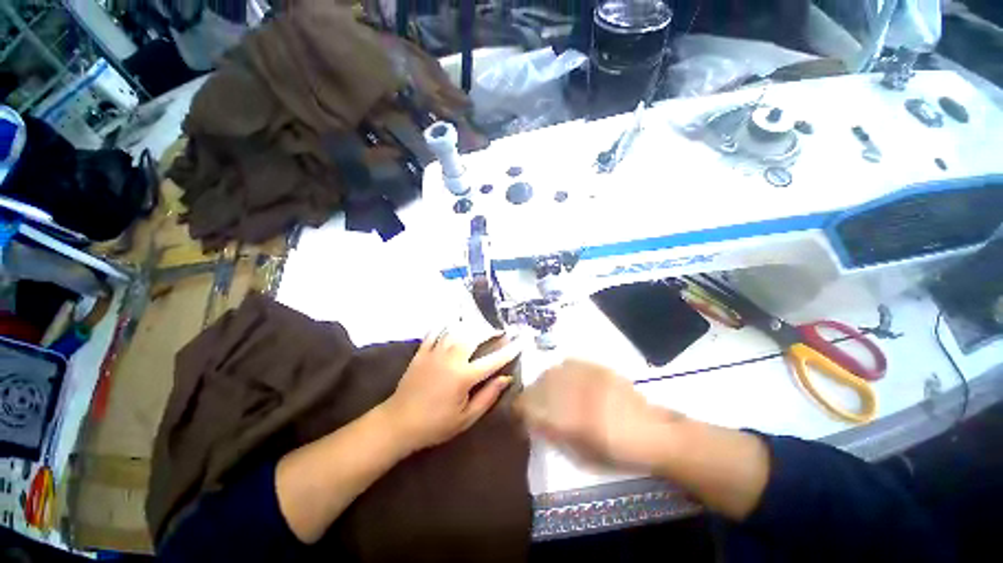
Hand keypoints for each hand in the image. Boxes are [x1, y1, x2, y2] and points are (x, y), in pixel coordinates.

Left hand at [380, 326, 521, 452]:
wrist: (398, 423)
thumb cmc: (435, 424)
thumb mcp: (466, 418)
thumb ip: (488, 396)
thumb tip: (506, 378)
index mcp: (464, 376)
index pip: (493, 360)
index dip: (509, 350)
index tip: (521, 341)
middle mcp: (451, 358)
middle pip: (475, 337)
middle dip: (490, 331)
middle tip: (499, 332)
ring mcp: (435, 352)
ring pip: (456, 330)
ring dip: (471, 325)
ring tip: (480, 325)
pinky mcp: (422, 352)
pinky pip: (435, 331)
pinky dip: (445, 324)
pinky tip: (452, 321)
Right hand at [516, 359, 684, 472]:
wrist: (653, 432)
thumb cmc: (619, 454)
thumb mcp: (582, 456)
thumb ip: (554, 436)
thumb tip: (532, 423)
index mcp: (571, 421)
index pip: (531, 408)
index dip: (518, 410)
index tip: (517, 416)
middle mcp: (576, 394)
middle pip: (537, 386)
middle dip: (528, 396)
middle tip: (531, 406)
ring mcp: (586, 377)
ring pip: (550, 372)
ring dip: (543, 383)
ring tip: (548, 393)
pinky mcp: (596, 367)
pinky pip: (568, 363)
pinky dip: (560, 372)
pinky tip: (565, 380)